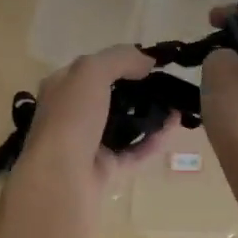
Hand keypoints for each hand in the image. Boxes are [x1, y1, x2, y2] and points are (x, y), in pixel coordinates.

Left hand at [7, 44, 178, 227]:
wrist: (61, 178)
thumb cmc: (71, 118)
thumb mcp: (91, 72)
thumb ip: (119, 58)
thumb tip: (146, 61)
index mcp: (61, 88)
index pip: (91, 69)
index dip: (119, 62)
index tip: (150, 63)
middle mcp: (71, 115)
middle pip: (109, 97)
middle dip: (138, 90)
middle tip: (167, 85)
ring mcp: (87, 144)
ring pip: (123, 126)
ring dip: (148, 116)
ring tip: (176, 105)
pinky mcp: (104, 170)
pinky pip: (133, 152)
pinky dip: (152, 141)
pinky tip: (173, 128)